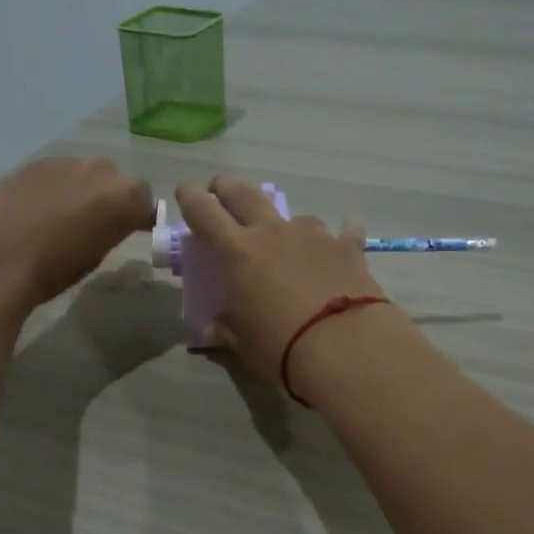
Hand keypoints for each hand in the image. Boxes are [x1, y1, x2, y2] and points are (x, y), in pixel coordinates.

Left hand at [0, 157, 154, 308]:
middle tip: (96, 223)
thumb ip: (111, 230)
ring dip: (83, 189)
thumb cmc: (53, 269)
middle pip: (117, 181)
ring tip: (64, 215)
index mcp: (125, 197)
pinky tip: (37, 208)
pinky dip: (55, 186)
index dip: (139, 217)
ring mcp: (66, 161)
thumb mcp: (96, 255)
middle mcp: (101, 170)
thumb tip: (109, 224)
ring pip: (85, 173)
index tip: (132, 231)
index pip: (146, 203)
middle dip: (111, 198)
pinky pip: (57, 173)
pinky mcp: (35, 162)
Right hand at [174, 175, 387, 388]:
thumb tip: (211, 327)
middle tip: (221, 189)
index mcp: (239, 252)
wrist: (344, 346)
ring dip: (285, 223)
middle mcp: (274, 233)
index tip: (186, 190)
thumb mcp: (242, 342)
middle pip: (246, 195)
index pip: (205, 213)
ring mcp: (314, 237)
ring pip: (294, 216)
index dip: (192, 198)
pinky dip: (342, 230)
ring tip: (286, 238)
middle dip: (228, 188)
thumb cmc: (280, 346)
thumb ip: (225, 328)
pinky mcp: (348, 249)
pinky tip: (347, 228)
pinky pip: (345, 231)